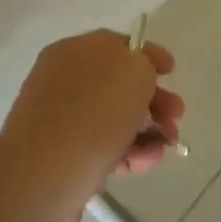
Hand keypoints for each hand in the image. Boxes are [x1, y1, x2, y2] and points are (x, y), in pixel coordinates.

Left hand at [0, 29, 184, 221]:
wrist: (44, 176)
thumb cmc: (94, 113)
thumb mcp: (134, 71)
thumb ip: (145, 63)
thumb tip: (140, 74)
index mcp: (73, 51)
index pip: (118, 45)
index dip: (149, 55)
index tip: (172, 71)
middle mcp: (63, 81)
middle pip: (118, 85)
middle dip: (154, 100)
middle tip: (176, 116)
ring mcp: (60, 121)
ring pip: (114, 119)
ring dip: (147, 130)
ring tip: (167, 146)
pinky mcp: (63, 157)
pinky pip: (104, 148)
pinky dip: (130, 153)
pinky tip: (148, 163)